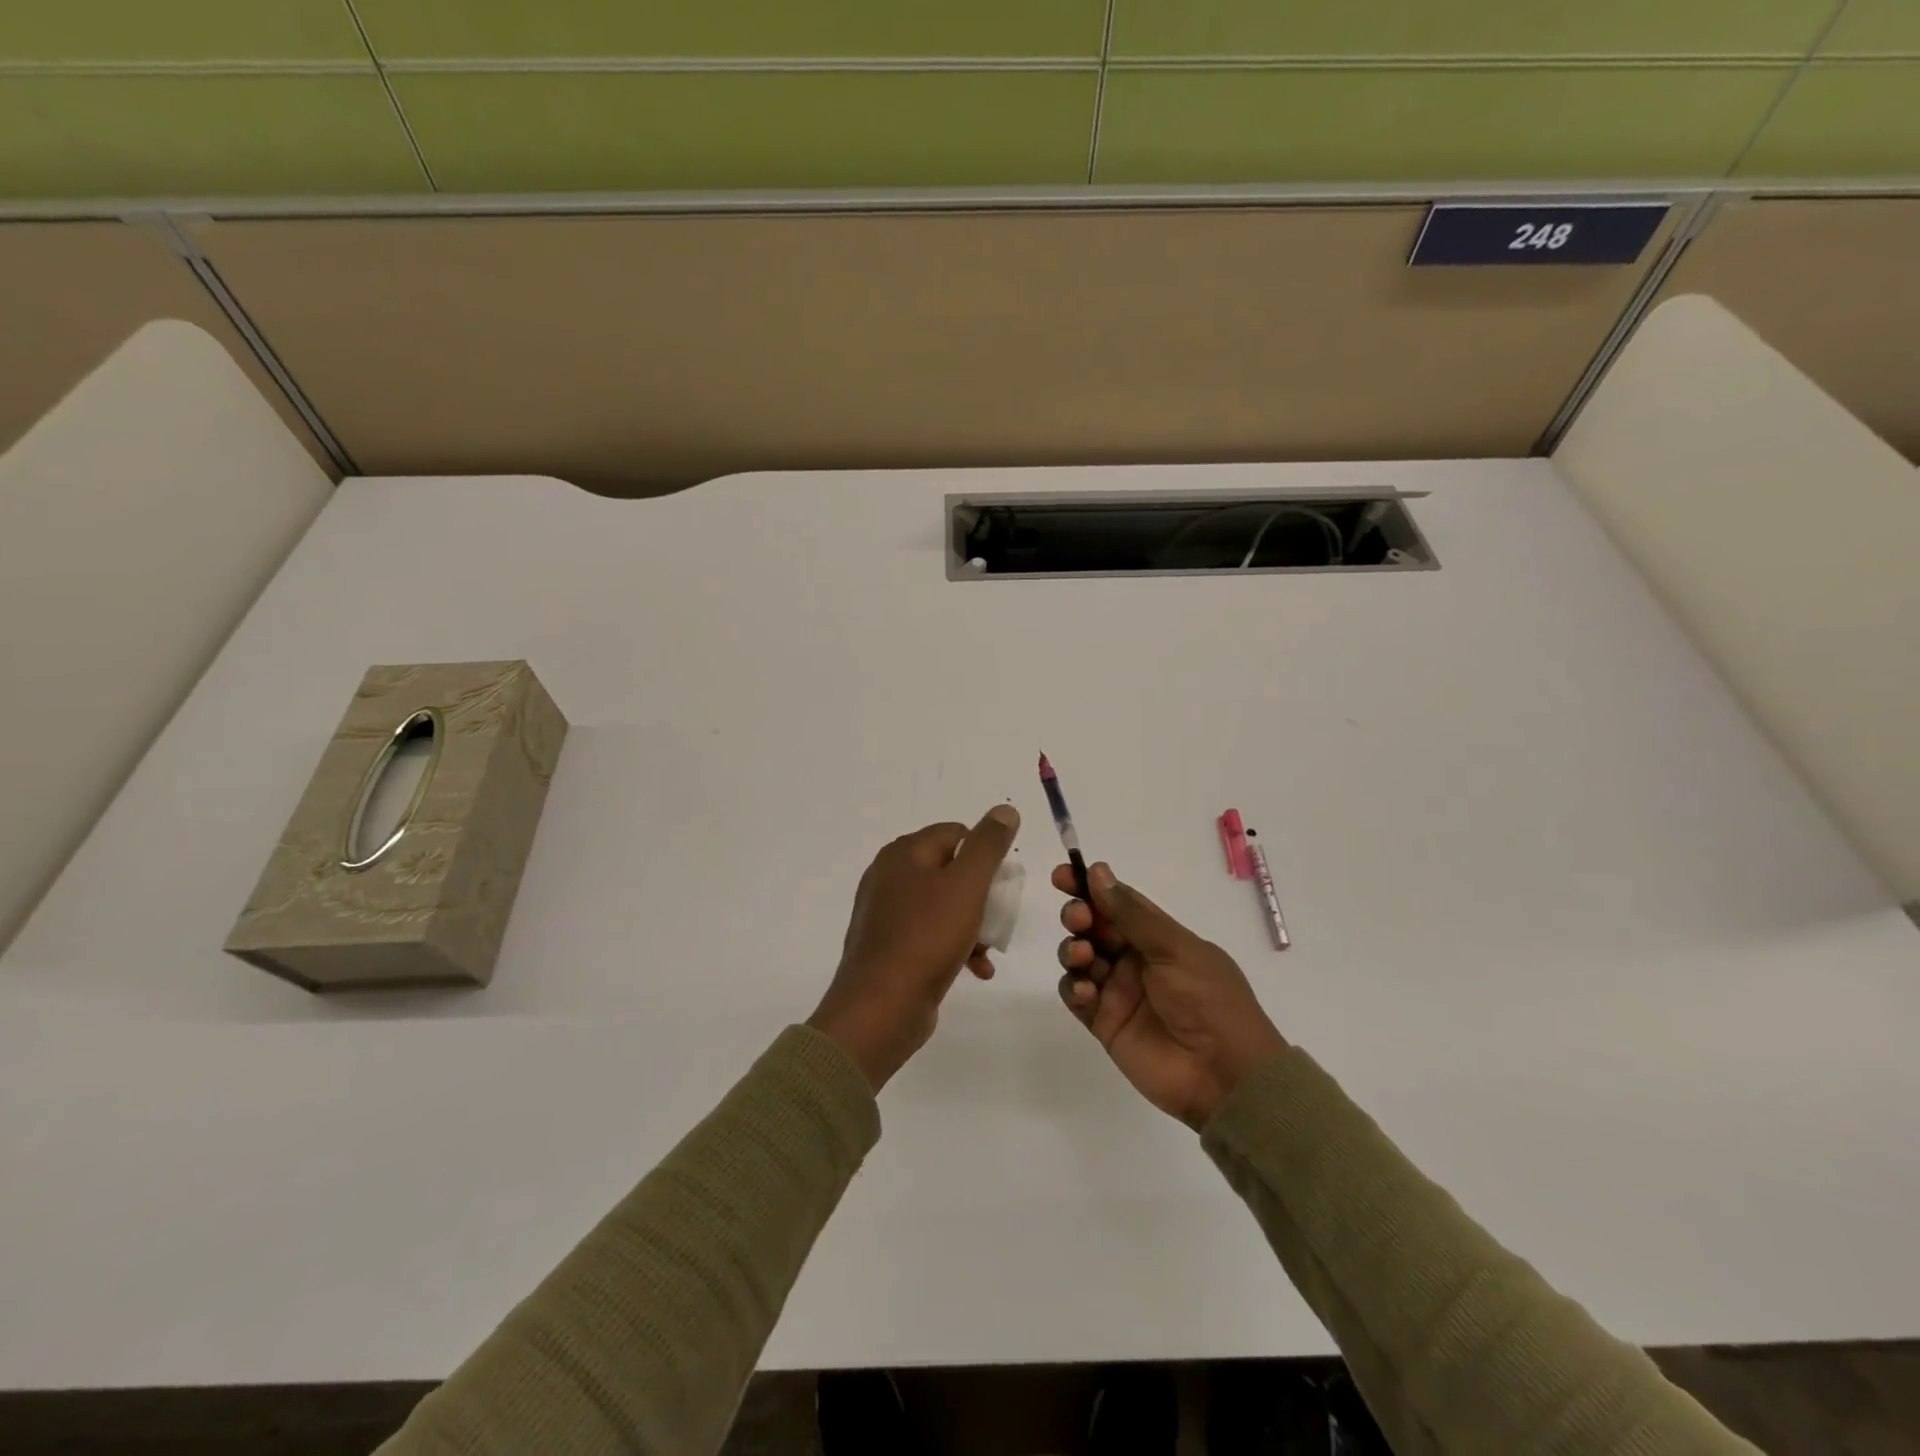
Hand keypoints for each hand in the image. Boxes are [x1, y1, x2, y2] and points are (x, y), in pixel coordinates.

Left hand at [809, 805, 1021, 1090]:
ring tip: (989, 951)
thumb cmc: (927, 938)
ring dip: (973, 924)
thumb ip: (988, 845)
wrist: (880, 1008)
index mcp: (904, 853)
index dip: (984, 856)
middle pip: (951, 870)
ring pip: (943, 905)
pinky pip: (929, 933)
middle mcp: (890, 875)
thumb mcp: (967, 885)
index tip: (1001, 886)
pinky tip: (976, 970)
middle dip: (981, 895)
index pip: (956, 833)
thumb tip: (1004, 809)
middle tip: (998, 918)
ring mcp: (886, 912)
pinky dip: (955, 945)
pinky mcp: (889, 944)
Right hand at [1056, 862, 1286, 1129]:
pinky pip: (1077, 997)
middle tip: (1079, 918)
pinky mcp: (1105, 1023)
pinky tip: (1086, 991)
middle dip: (1078, 915)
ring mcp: (1118, 991)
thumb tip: (1098, 872)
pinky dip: (1074, 988)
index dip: (1089, 886)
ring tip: (1083, 956)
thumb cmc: (1208, 1000)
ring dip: (1073, 949)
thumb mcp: (1175, 948)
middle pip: (1094, 927)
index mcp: (1158, 937)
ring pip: (1080, 958)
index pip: (1117, 902)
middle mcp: (1135, 959)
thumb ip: (1132, 914)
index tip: (1064, 874)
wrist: (1224, 1074)